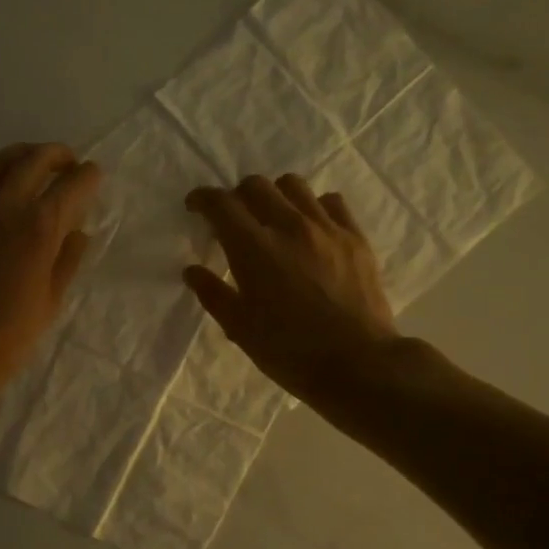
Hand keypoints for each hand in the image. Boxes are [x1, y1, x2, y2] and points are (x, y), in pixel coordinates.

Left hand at [0, 142, 101, 402]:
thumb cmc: (8, 335)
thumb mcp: (51, 301)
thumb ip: (67, 259)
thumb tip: (77, 231)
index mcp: (40, 226)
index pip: (73, 183)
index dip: (88, 177)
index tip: (93, 176)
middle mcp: (6, 204)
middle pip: (35, 159)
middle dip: (57, 155)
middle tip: (67, 162)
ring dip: (22, 156)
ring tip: (33, 165)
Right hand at [183, 174, 401, 402]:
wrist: (356, 363)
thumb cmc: (289, 351)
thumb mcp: (240, 328)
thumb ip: (213, 293)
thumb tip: (192, 271)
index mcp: (253, 249)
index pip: (221, 204)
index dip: (203, 199)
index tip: (196, 206)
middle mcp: (289, 226)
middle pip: (256, 186)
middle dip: (237, 195)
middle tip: (234, 218)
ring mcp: (326, 228)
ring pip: (293, 186)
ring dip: (275, 195)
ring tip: (273, 217)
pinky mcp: (355, 237)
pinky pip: (331, 202)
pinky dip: (313, 206)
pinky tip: (311, 227)